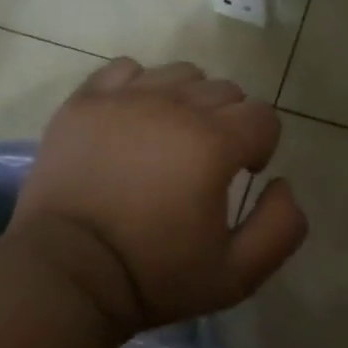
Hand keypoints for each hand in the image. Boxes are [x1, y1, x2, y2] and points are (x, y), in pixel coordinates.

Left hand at [10, 58, 307, 340]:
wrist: (65, 275)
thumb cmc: (154, 277)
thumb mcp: (237, 275)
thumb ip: (281, 227)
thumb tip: (281, 183)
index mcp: (212, 143)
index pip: (263, 117)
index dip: (261, 146)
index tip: (241, 176)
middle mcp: (173, 107)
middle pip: (226, 91)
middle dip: (230, 124)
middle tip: (206, 164)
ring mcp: (124, 99)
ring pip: (181, 74)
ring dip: (189, 101)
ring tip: (171, 139)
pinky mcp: (84, 102)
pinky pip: (127, 70)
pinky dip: (140, 88)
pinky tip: (134, 121)